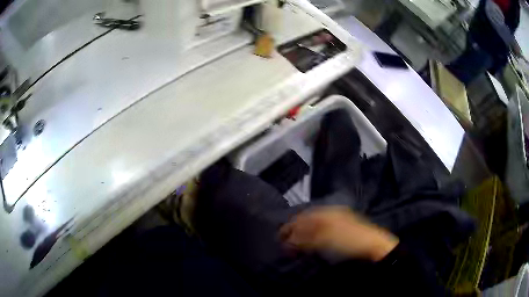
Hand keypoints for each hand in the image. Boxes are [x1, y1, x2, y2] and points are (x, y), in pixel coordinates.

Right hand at [280, 206, 398, 260]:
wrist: (372, 244)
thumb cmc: (347, 240)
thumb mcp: (324, 239)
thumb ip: (305, 238)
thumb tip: (288, 240)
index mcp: (326, 212)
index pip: (302, 217)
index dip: (290, 227)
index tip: (279, 237)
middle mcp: (330, 213)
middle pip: (307, 220)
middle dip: (295, 231)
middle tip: (285, 243)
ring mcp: (338, 219)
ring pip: (314, 225)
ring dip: (303, 235)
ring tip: (295, 245)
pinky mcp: (342, 228)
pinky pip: (322, 230)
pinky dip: (313, 237)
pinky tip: (311, 243)